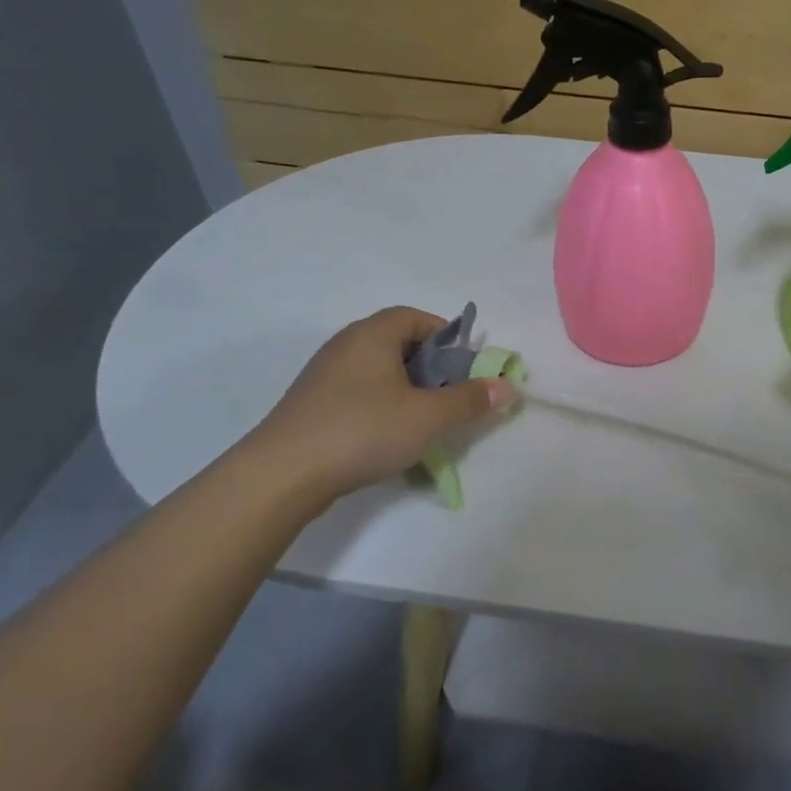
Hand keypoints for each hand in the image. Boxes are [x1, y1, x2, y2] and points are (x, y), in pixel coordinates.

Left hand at [248, 307, 516, 501]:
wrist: (283, 474)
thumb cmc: (363, 431)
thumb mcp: (428, 417)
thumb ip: (470, 400)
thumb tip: (506, 386)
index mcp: (372, 335)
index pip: (415, 317)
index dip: (445, 335)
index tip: (465, 365)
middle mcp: (345, 345)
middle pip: (397, 342)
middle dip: (430, 366)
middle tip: (449, 395)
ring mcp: (324, 375)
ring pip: (378, 370)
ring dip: (406, 388)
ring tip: (423, 419)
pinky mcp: (312, 404)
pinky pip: (358, 392)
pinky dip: (381, 405)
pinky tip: (388, 436)